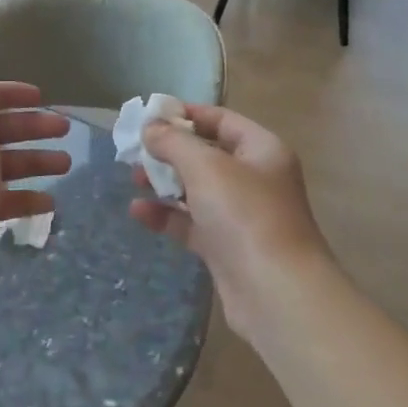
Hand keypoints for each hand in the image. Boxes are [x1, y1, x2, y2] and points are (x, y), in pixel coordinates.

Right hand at [128, 105, 333, 337]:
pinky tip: (138, 212)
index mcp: (262, 150)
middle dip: (170, 151)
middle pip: (208, 155)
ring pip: (197, 190)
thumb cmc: (245, 215)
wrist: (274, 291)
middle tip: (135, 151)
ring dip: (165, 183)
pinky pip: (192, 223)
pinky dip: (167, 216)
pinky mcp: (226, 247)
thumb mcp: (206, 168)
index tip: (150, 115)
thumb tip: (150, 126)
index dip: (187, 115)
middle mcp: (255, 179)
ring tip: (133, 178)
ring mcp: (241, 215)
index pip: (222, 120)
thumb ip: (174, 142)